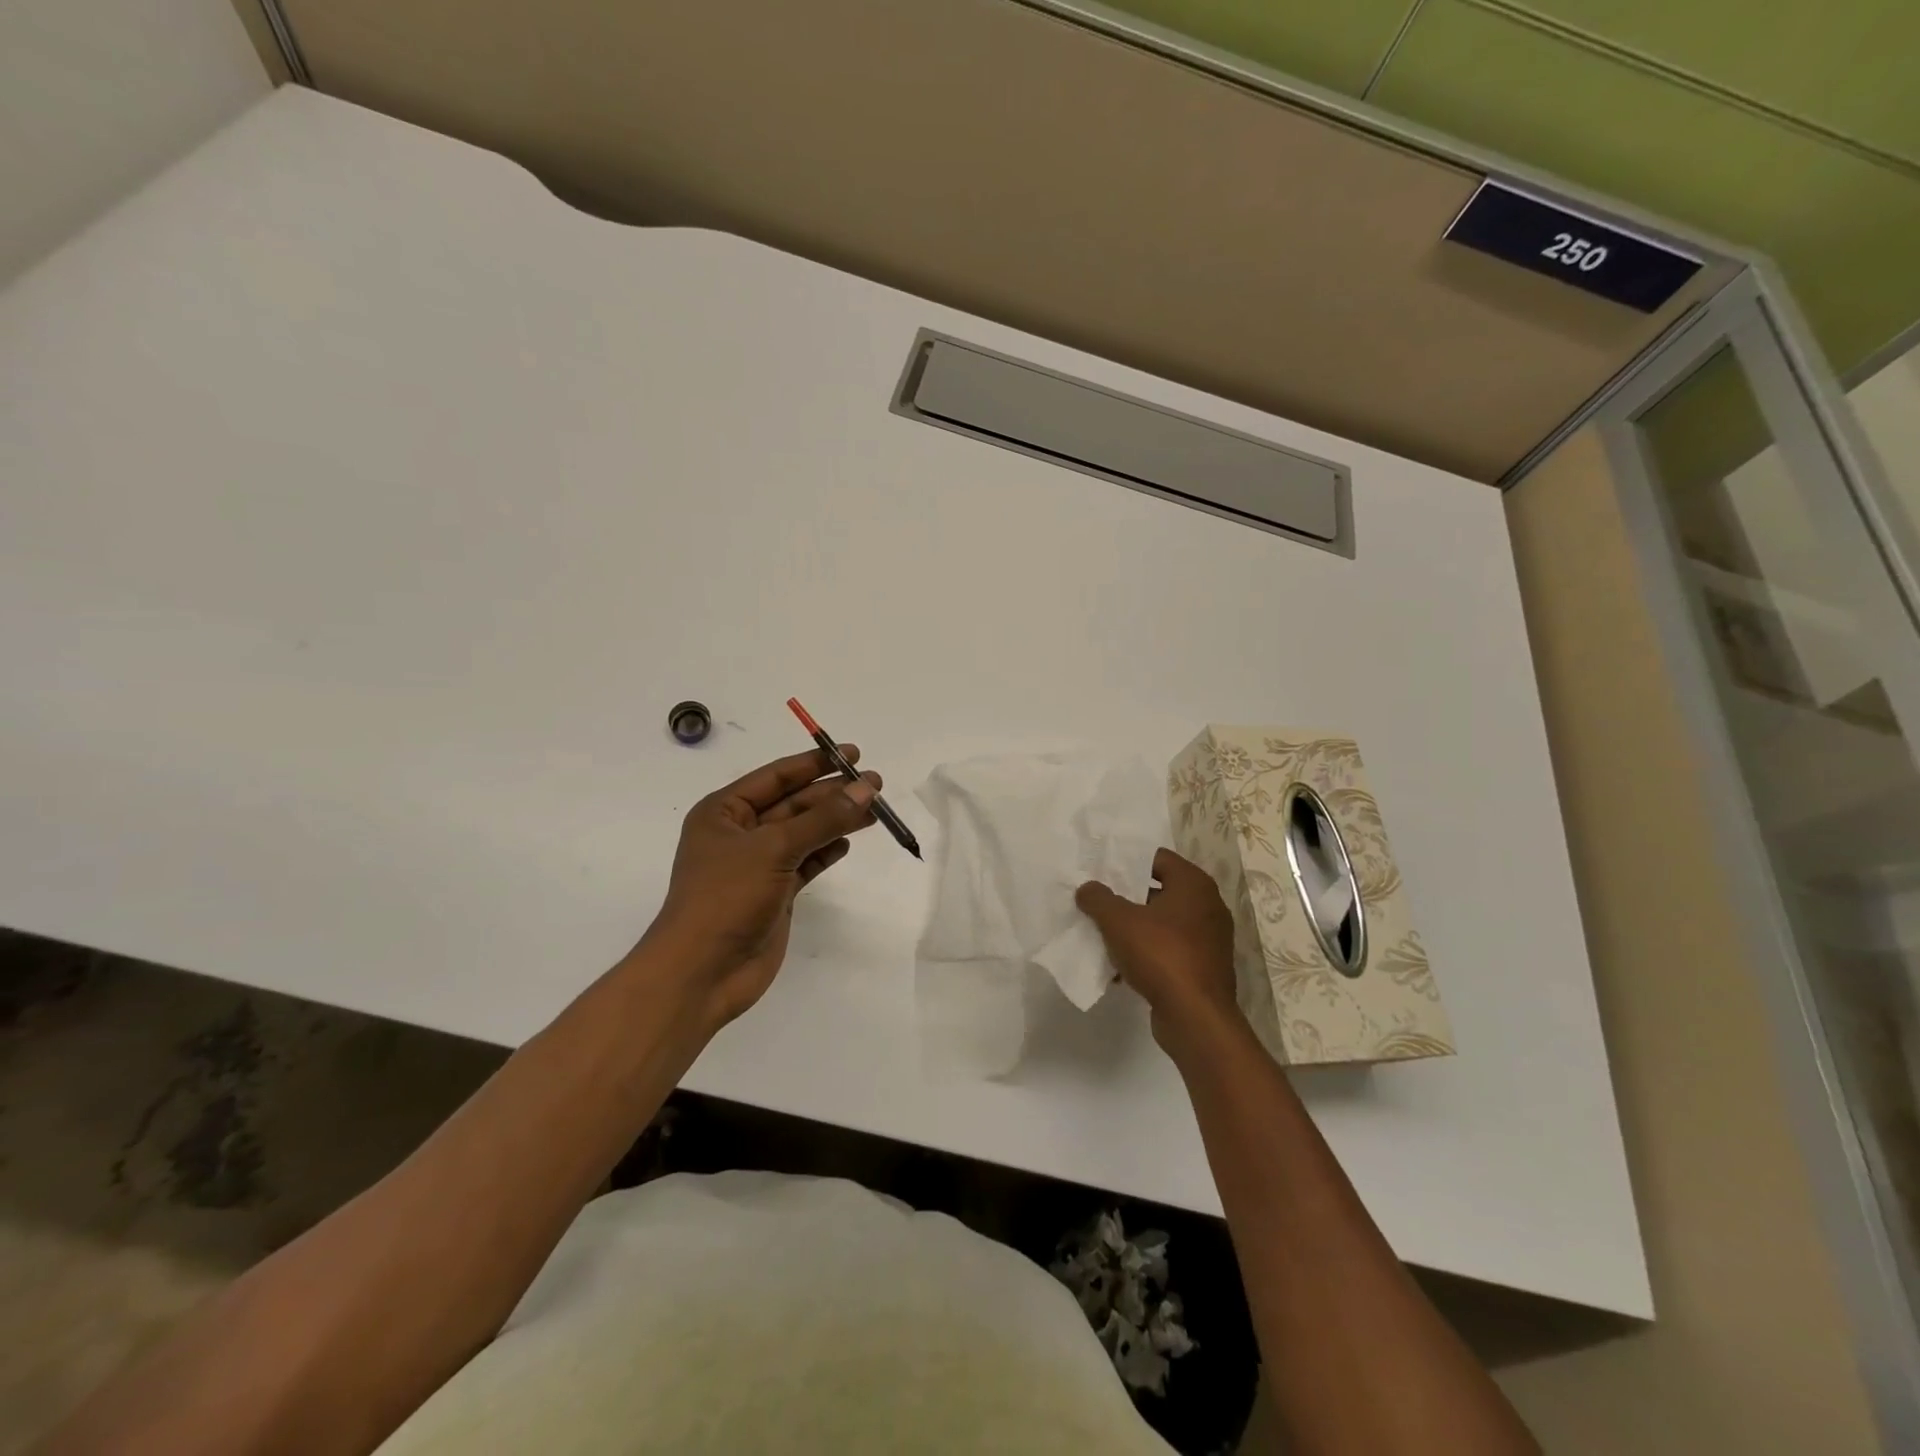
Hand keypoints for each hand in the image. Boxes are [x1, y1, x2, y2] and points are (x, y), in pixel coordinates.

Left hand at [641, 746, 879, 1025]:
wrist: (702, 973)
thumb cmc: (726, 897)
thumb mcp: (774, 848)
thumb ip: (823, 818)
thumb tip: (867, 788)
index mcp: (724, 812)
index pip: (776, 776)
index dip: (814, 763)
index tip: (852, 754)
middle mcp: (739, 833)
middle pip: (794, 804)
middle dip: (832, 794)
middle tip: (876, 784)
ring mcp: (758, 865)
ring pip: (804, 833)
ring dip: (836, 821)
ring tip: (875, 810)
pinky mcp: (775, 893)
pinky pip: (806, 862)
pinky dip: (826, 851)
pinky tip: (848, 841)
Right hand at [1077, 848, 1241, 1054]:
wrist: (1196, 1018)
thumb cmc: (1161, 955)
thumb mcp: (1119, 921)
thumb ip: (1099, 899)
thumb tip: (1087, 888)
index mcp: (1194, 885)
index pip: (1157, 858)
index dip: (1128, 862)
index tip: (1102, 871)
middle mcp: (1207, 906)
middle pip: (1159, 891)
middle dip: (1127, 898)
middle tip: (1097, 901)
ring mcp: (1209, 940)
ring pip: (1162, 924)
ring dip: (1134, 929)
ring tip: (1103, 934)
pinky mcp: (1204, 968)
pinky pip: (1169, 951)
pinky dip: (1147, 954)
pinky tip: (1120, 967)